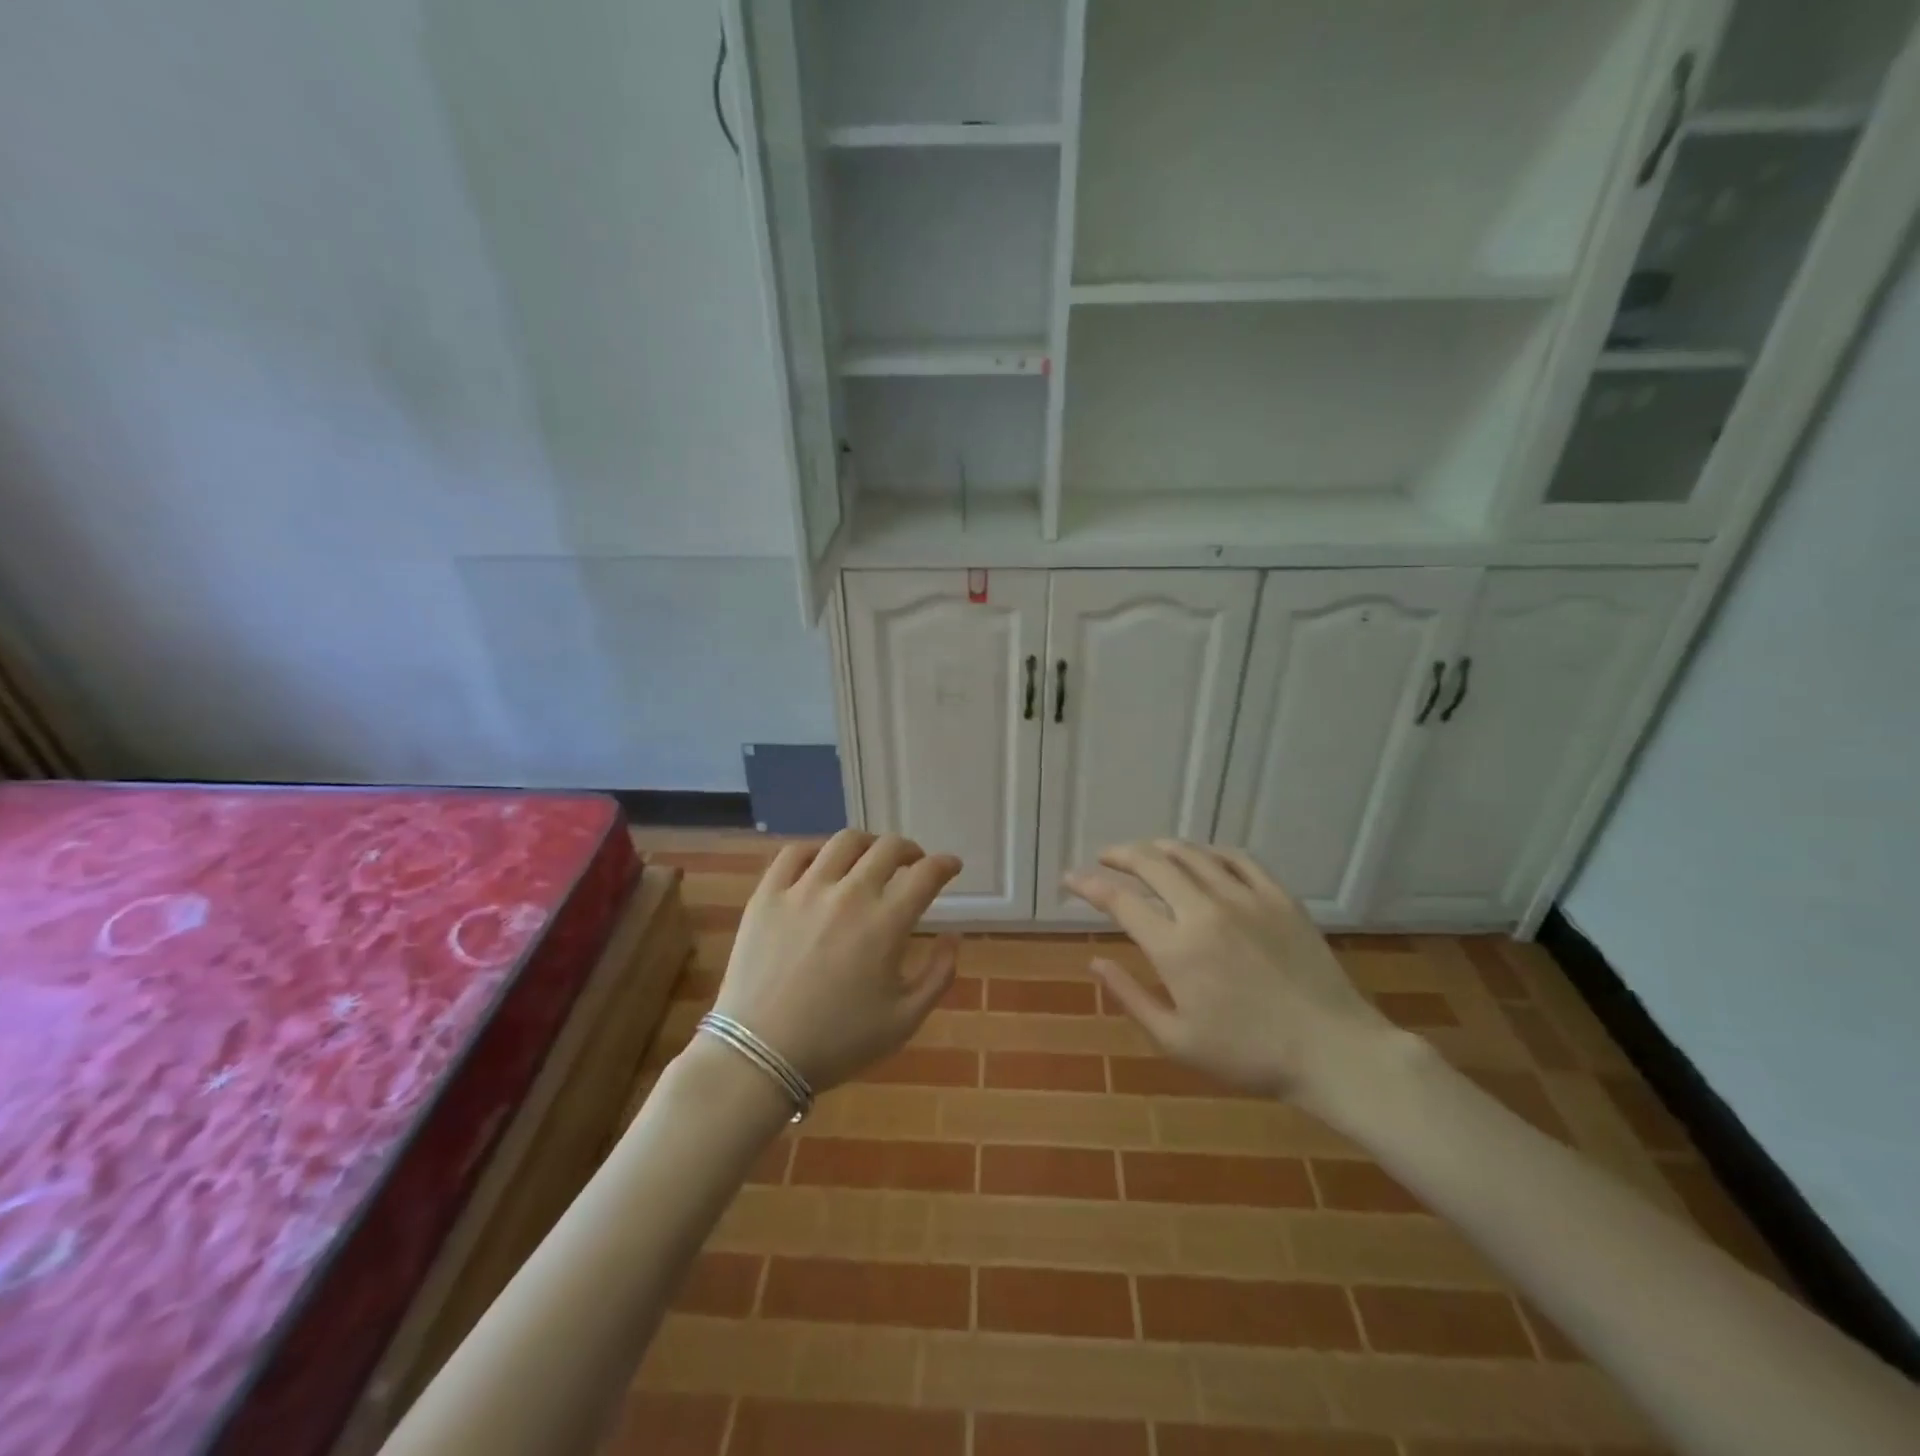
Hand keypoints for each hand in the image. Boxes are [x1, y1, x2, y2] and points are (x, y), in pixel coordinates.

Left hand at [711, 829, 962, 1092]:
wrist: (760, 1057)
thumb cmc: (838, 1043)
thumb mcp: (904, 1020)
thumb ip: (939, 975)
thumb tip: (952, 936)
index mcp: (885, 923)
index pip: (926, 874)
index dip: (945, 864)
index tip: (951, 866)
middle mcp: (848, 894)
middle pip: (888, 848)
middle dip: (910, 850)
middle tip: (913, 863)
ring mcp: (804, 890)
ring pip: (844, 842)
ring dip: (867, 844)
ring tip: (869, 858)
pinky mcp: (768, 895)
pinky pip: (794, 853)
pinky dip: (816, 851)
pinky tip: (821, 864)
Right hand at [1065, 840, 1399, 1107]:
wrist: (1333, 1050)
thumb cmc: (1249, 1055)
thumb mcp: (1177, 1041)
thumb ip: (1131, 998)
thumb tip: (1095, 962)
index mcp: (1175, 947)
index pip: (1120, 900)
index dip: (1089, 885)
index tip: (1070, 879)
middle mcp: (1204, 910)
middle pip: (1151, 863)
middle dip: (1119, 855)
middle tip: (1105, 858)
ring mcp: (1244, 897)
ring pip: (1191, 853)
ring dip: (1160, 848)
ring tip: (1145, 853)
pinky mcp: (1278, 896)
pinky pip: (1237, 858)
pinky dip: (1209, 851)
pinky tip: (1201, 857)